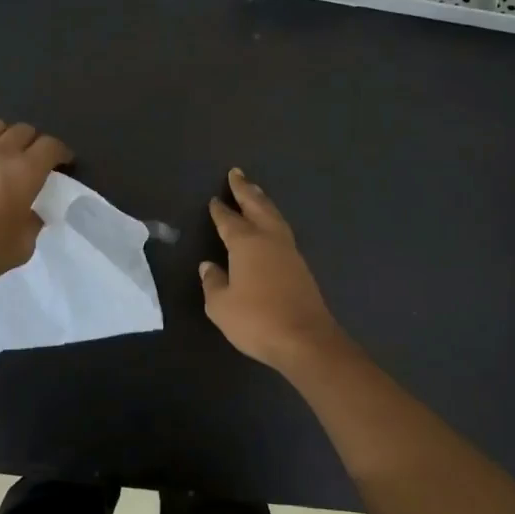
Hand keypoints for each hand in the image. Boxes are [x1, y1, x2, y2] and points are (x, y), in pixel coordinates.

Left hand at [0, 121, 73, 294]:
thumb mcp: (23, 246)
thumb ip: (33, 222)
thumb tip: (32, 213)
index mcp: (25, 172)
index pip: (51, 146)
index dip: (62, 152)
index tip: (64, 163)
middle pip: (24, 130)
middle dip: (35, 142)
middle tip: (35, 160)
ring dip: (5, 134)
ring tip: (5, 150)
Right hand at [201, 169, 350, 372]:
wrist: (305, 339)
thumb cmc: (256, 320)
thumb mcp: (221, 305)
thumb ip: (213, 282)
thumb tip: (209, 266)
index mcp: (246, 243)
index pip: (229, 220)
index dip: (220, 210)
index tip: (214, 199)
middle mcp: (269, 239)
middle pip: (257, 206)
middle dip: (246, 190)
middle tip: (237, 174)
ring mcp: (289, 252)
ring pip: (274, 217)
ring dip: (263, 202)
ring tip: (255, 192)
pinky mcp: (301, 267)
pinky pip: (283, 232)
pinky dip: (273, 221)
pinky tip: (271, 227)